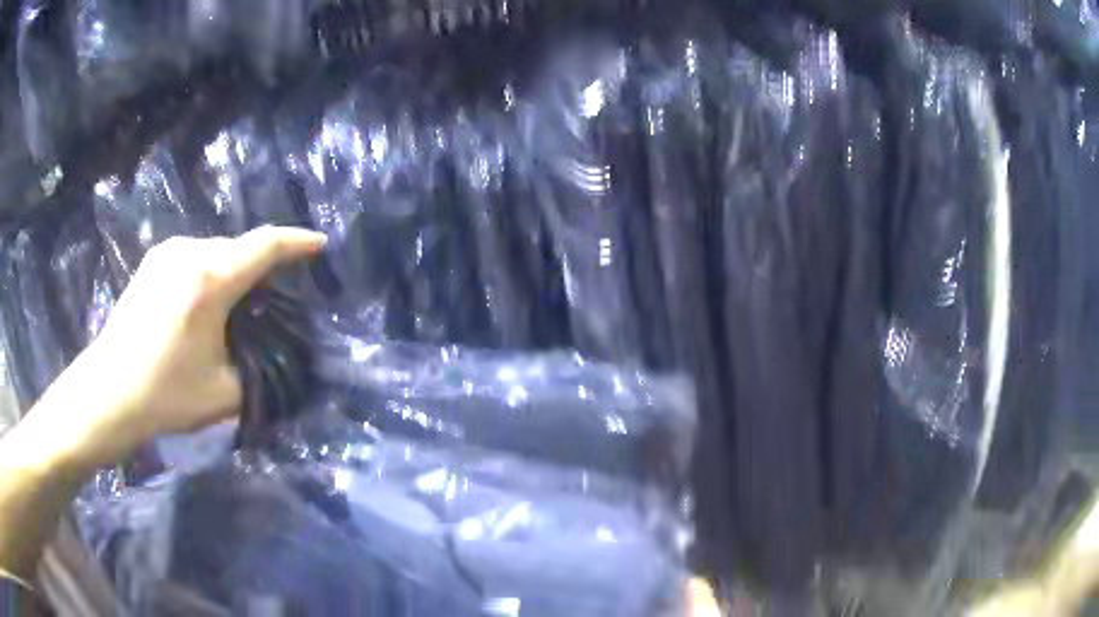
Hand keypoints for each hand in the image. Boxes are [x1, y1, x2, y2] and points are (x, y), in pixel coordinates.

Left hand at [32, 227, 325, 472]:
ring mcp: (166, 253)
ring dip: (234, 269)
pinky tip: (205, 302)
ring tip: (238, 303)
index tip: (319, 244)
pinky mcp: (151, 262)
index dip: (297, 242)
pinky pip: (194, 256)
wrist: (108, 393)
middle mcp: (189, 252)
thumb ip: (258, 368)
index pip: (265, 246)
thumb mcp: (224, 393)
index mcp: (210, 280)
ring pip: (215, 250)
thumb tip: (275, 356)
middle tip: (274, 295)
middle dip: (262, 265)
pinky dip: (210, 271)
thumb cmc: (165, 395)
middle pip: (239, 247)